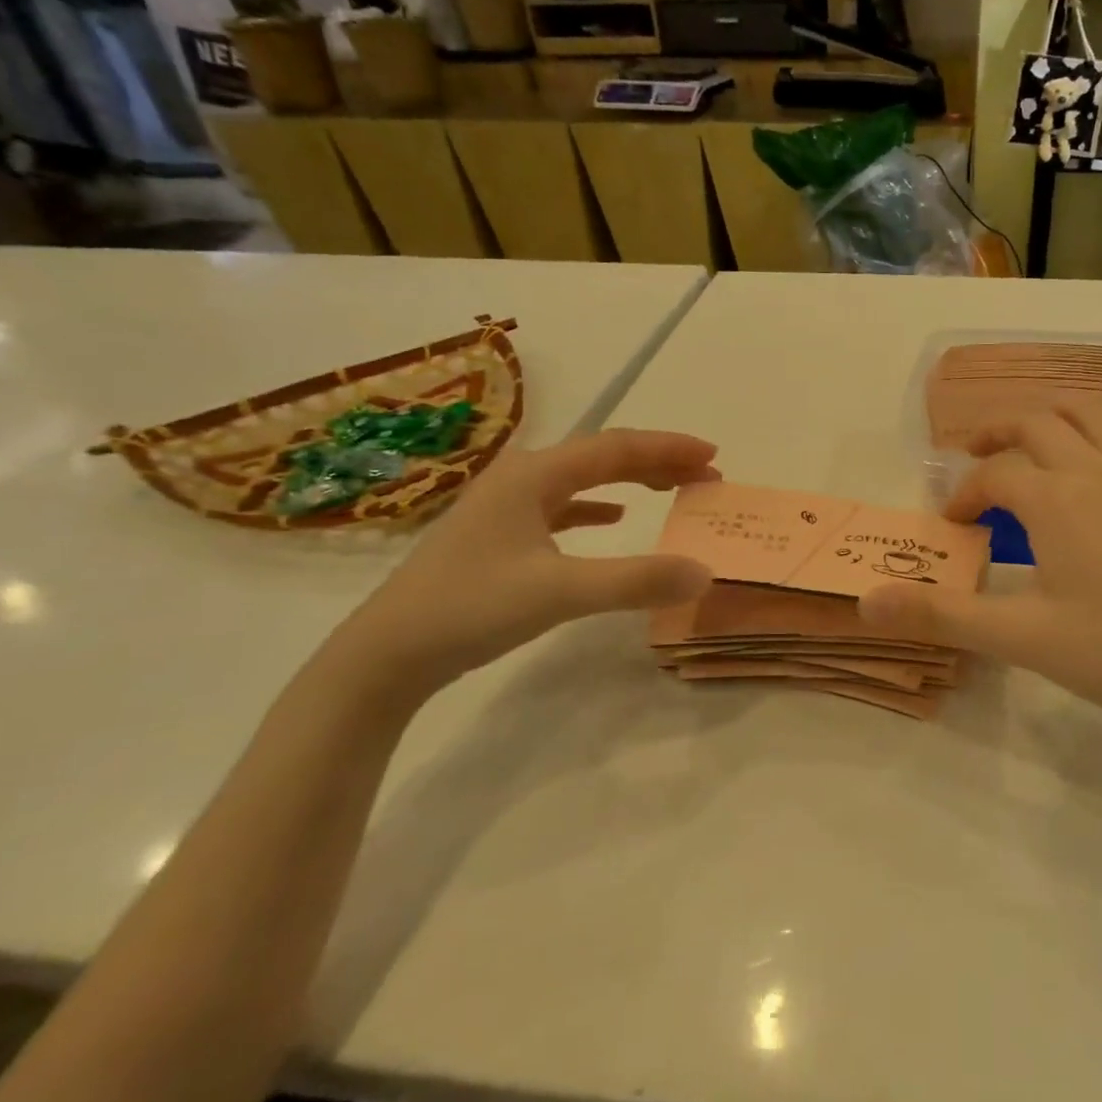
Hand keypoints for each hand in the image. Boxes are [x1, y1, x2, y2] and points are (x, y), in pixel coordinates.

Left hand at [322, 430, 718, 702]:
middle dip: (658, 462)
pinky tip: (614, 519)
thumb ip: (636, 580)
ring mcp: (507, 505)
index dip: (669, 448)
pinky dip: (597, 506)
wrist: (386, 653)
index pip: (616, 447)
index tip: (714, 455)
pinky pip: (562, 505)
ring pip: (583, 479)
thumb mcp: (560, 592)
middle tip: (705, 474)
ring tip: (672, 489)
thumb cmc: (471, 608)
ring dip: (632, 481)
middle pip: (602, 457)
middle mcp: (522, 477)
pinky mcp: (501, 534)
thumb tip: (704, 571)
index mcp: (535, 474)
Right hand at [859, 406, 1101, 734]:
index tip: (953, 528)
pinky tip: (1090, 477)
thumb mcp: (1020, 636)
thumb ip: (942, 614)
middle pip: (1036, 423)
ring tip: (1028, 444)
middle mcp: (1096, 469)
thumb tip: (868, 600)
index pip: (994, 475)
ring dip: (1048, 420)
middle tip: (972, 457)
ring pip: (1088, 416)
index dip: (964, 496)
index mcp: (1056, 497)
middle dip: (996, 435)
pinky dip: (1091, 436)